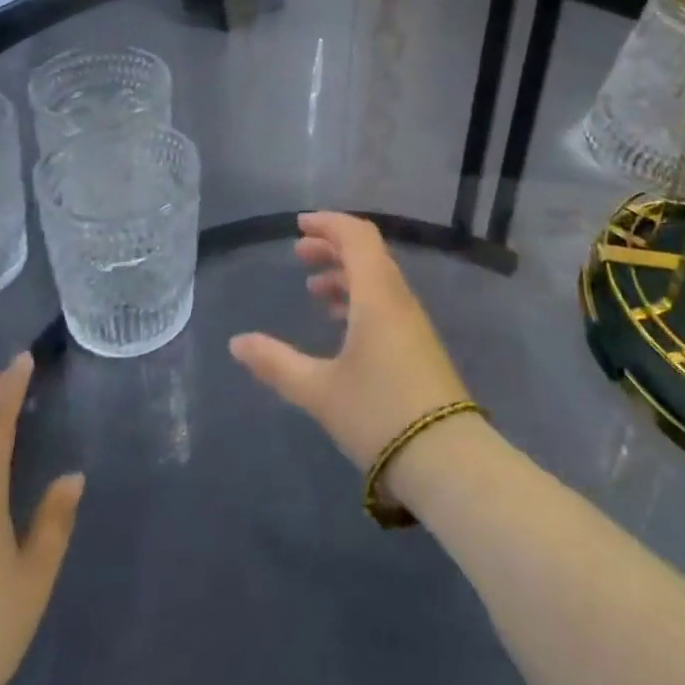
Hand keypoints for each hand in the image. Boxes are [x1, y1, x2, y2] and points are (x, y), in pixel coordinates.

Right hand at [229, 212, 471, 484]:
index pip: (356, 237)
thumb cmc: (378, 414)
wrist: (448, 461)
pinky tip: (341, 324)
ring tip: (314, 288)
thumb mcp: (319, 390)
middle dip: (333, 247)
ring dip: (346, 274)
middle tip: (299, 254)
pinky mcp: (419, 347)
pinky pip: (386, 303)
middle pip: (368, 253)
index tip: (299, 225)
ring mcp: (413, 323)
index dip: (329, 224)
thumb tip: (237, 342)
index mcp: (376, 295)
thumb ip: (276, 363)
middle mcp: (398, 299)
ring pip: (378, 280)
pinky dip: (360, 298)